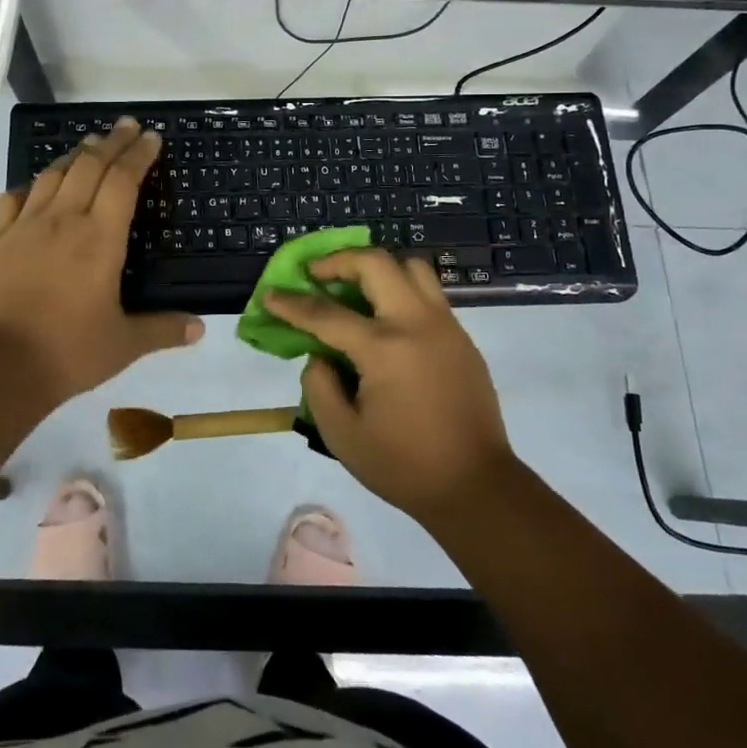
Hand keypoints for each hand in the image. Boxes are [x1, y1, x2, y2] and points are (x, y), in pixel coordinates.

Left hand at [0, 118, 203, 404]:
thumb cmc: (68, 351)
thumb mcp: (124, 344)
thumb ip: (163, 330)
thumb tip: (200, 329)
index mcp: (100, 238)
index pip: (123, 180)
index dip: (139, 154)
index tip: (151, 137)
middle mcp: (64, 220)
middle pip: (90, 165)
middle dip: (111, 141)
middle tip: (126, 126)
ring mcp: (25, 226)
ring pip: (53, 174)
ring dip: (75, 155)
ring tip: (89, 145)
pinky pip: (14, 198)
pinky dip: (31, 185)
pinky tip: (36, 186)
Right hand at [264, 248, 514, 521]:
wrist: (476, 486)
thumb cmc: (404, 465)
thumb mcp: (342, 435)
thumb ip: (318, 385)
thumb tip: (320, 354)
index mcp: (384, 349)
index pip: (326, 313)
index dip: (292, 303)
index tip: (270, 294)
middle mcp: (416, 323)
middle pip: (375, 263)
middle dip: (338, 261)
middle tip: (316, 274)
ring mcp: (445, 325)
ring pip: (411, 267)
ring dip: (377, 268)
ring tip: (356, 287)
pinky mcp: (462, 336)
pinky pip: (428, 293)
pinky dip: (401, 289)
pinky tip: (386, 319)